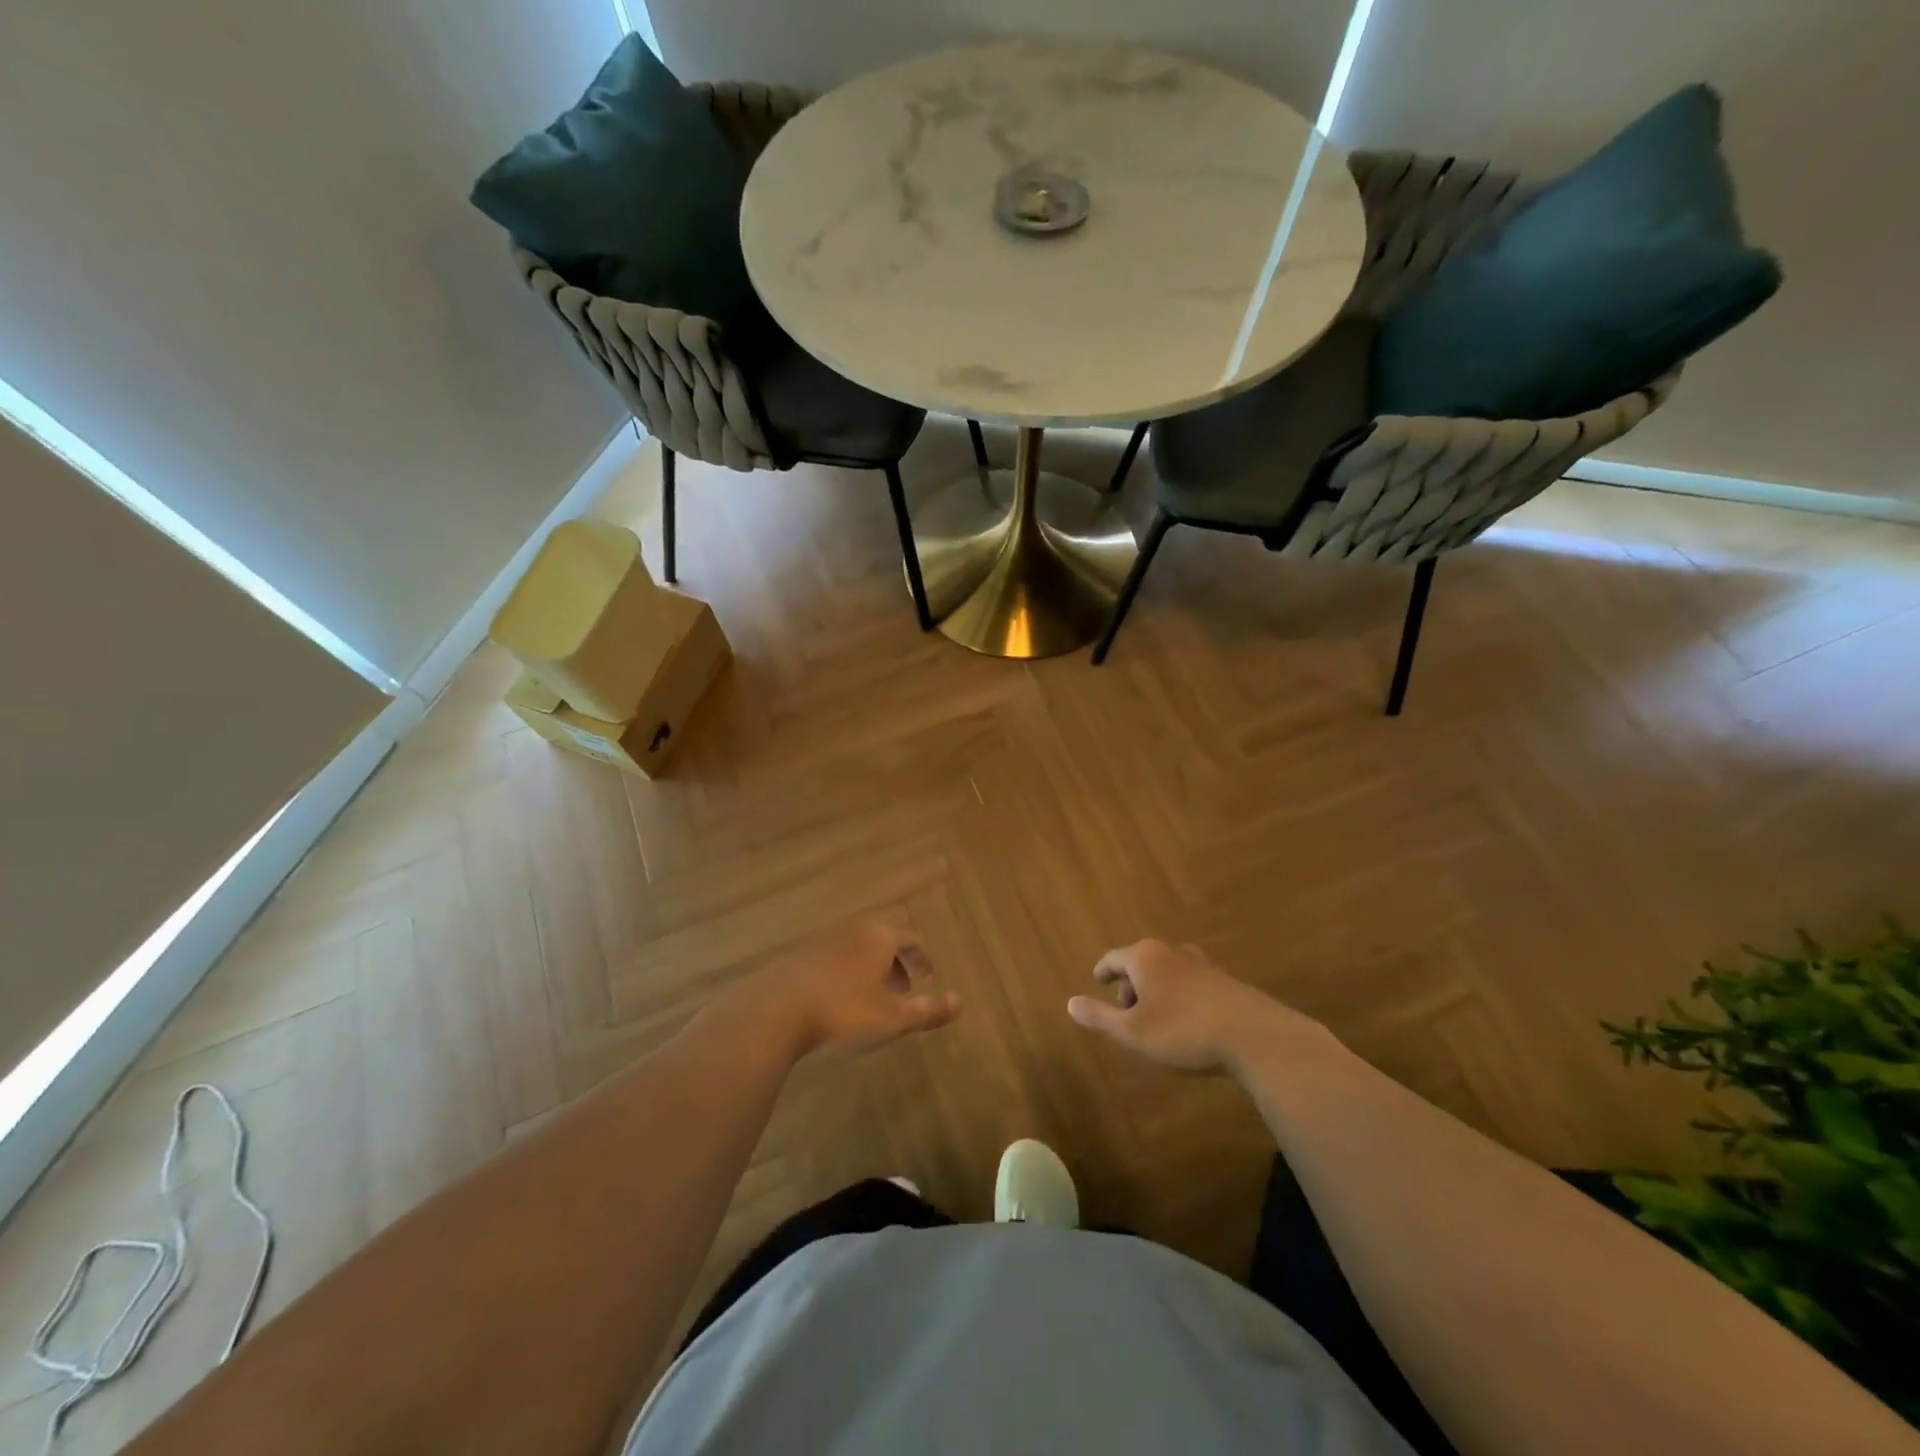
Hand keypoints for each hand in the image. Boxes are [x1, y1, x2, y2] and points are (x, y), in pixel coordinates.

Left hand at [757, 921, 959, 1057]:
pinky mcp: (799, 956)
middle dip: (897, 965)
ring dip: (870, 970)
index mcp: (879, 937)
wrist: (777, 1010)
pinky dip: (845, 975)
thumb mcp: (893, 1018)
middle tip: (903, 991)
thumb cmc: (844, 1011)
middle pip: (883, 941)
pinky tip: (838, 1001)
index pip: (911, 940)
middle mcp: (853, 930)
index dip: (923, 960)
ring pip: (857, 950)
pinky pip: (834, 959)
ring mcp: (823, 940)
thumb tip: (961, 1002)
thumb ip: (929, 1010)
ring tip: (871, 999)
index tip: (929, 979)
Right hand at [1067, 939, 1324, 1074]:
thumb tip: (1070, 1002)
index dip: (1103, 972)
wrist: (1253, 1036)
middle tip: (1127, 1012)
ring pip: (1167, 970)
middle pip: (1141, 961)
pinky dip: (1180, 995)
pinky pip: (1190, 982)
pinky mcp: (1224, 980)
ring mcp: (1201, 964)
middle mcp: (1171, 952)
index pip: (1113, 958)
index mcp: (1144, 957)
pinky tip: (1187, 1021)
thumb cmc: (1182, 1031)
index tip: (1098, 981)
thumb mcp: (1132, 1032)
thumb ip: (1099, 1017)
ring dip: (1157, 990)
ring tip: (1156, 1017)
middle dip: (1130, 984)